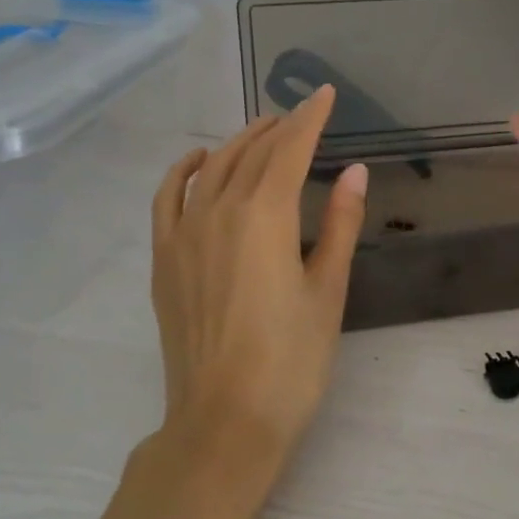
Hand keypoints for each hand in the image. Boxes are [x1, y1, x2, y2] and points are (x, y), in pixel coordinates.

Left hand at [150, 85, 367, 458]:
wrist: (224, 423)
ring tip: (261, 131)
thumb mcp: (328, 291)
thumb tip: (353, 171)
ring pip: (212, 168)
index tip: (325, 94)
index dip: (310, 118)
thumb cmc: (290, 361)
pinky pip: (168, 198)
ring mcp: (184, 234)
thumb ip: (339, 224)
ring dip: (238, 142)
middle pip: (251, 153)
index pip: (290, 149)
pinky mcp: (165, 259)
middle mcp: (219, 212)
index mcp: (265, 216)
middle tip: (301, 114)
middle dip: (278, 127)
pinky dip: (183, 171)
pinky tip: (197, 160)